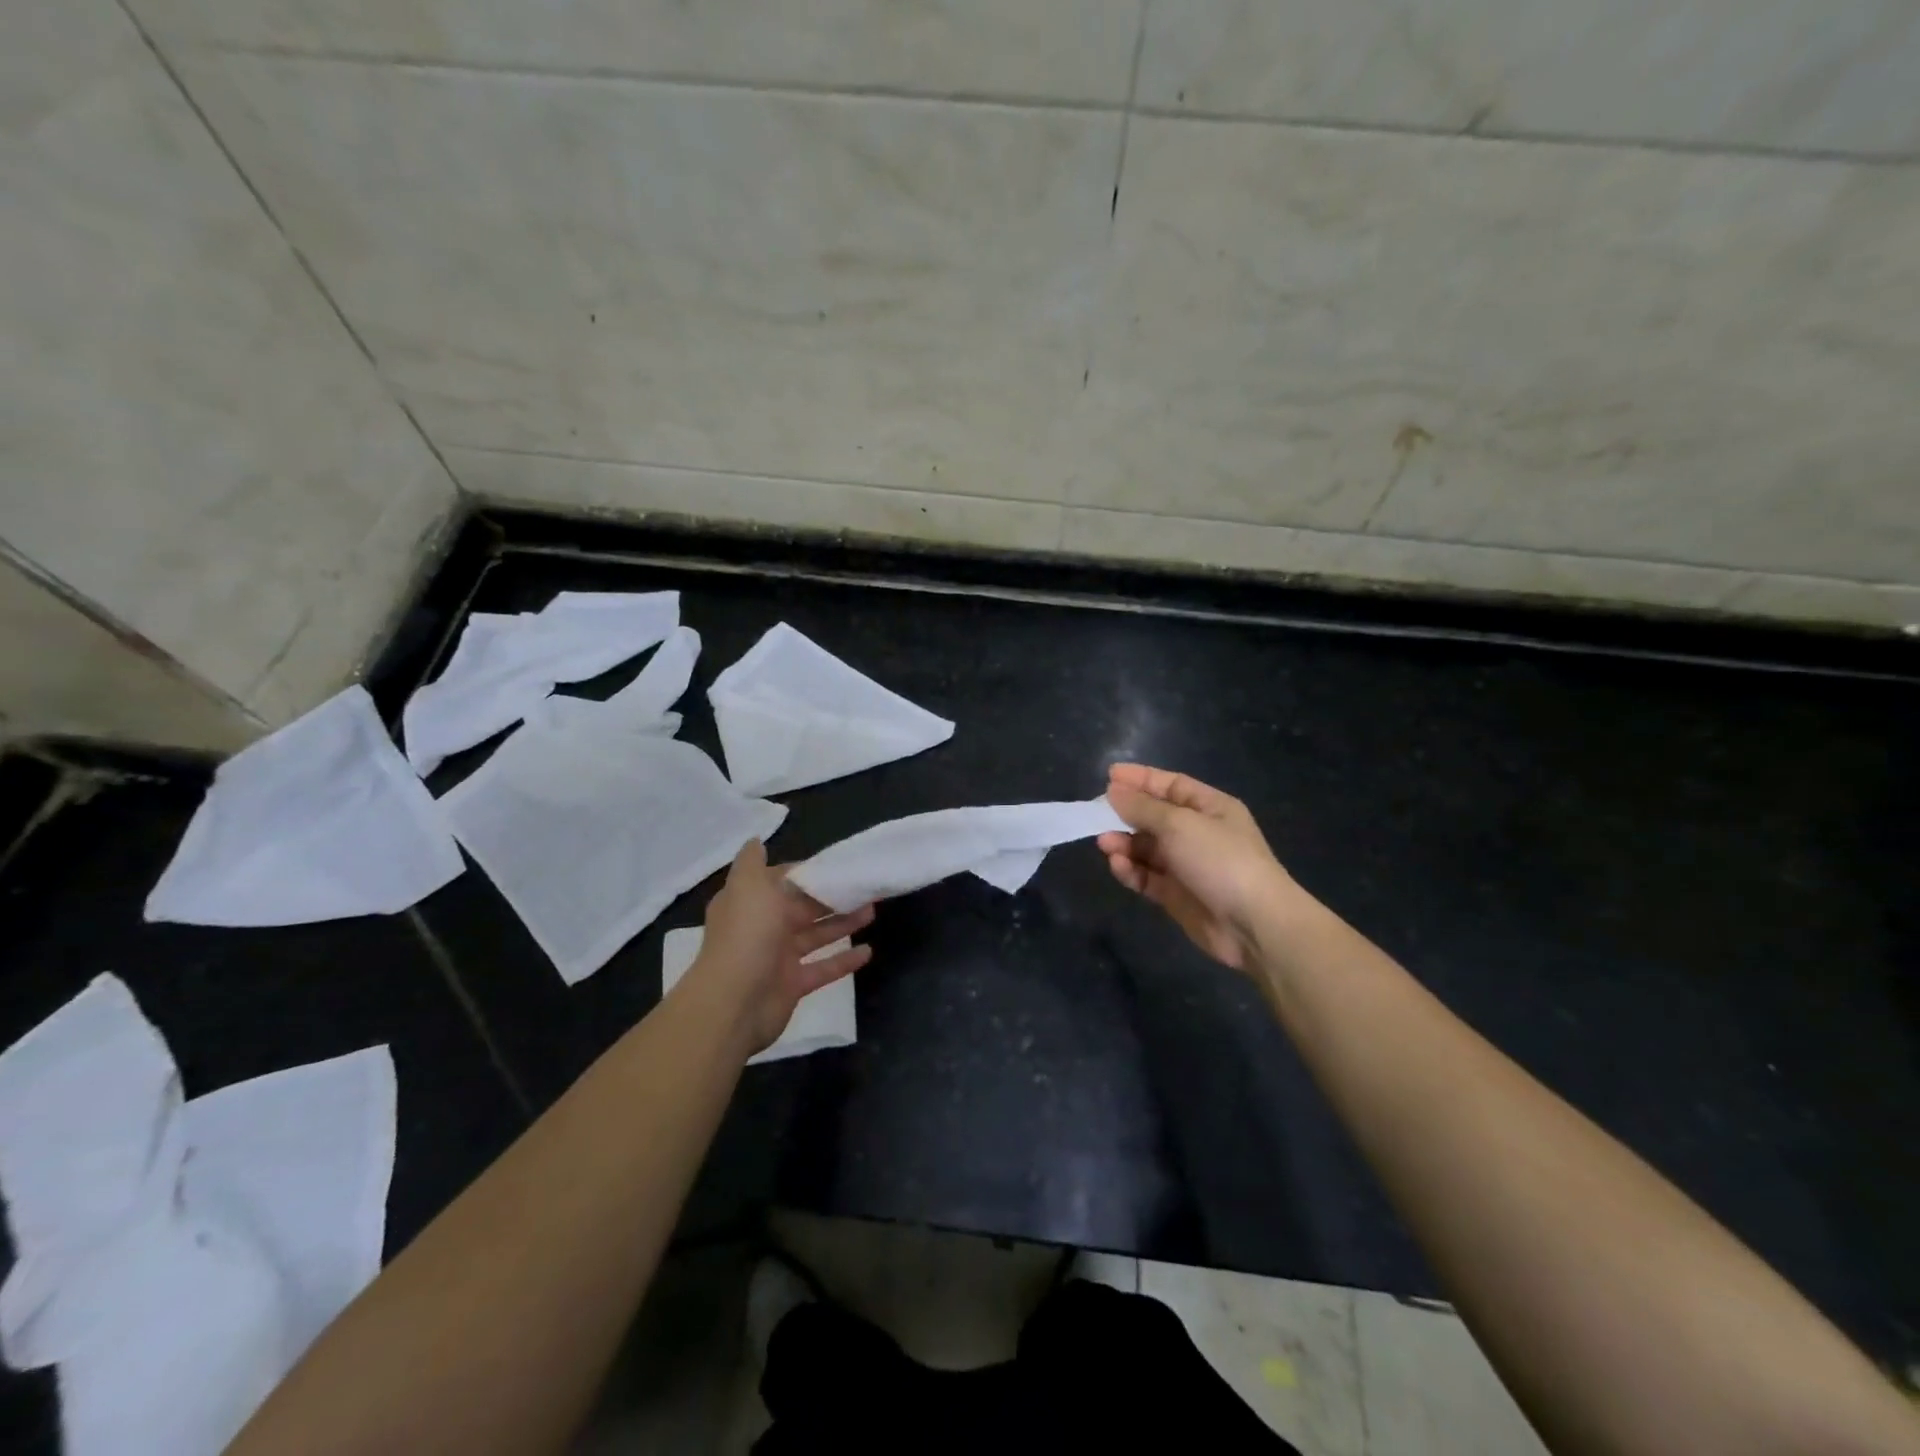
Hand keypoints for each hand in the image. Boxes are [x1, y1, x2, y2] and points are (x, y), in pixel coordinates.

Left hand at [690, 840, 873, 1053]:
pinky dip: (844, 960)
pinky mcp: (793, 984)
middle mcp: (762, 926)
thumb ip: (753, 862)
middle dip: (831, 897)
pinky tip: (868, 951)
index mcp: (750, 901)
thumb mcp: (748, 886)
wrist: (734, 1003)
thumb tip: (755, 840)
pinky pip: (823, 968)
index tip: (835, 865)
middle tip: (864, 887)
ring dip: (843, 923)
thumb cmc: (746, 935)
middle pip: (802, 907)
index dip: (806, 872)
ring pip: (816, 934)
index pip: (780, 880)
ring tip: (873, 911)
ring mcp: (778, 957)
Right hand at [1097, 763, 1299, 972]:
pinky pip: (1147, 876)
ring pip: (1147, 848)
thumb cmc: (1220, 859)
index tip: (1109, 775)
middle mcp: (1199, 833)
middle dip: (1126, 814)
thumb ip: (1142, 807)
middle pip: (1154, 816)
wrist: (1253, 923)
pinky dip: (1132, 870)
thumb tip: (1114, 791)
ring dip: (1124, 844)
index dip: (1140, 779)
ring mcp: (1188, 865)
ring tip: (1105, 844)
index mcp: (1210, 807)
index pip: (1170, 785)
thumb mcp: (1179, 824)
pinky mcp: (1177, 895)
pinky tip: (1118, 866)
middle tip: (1097, 815)